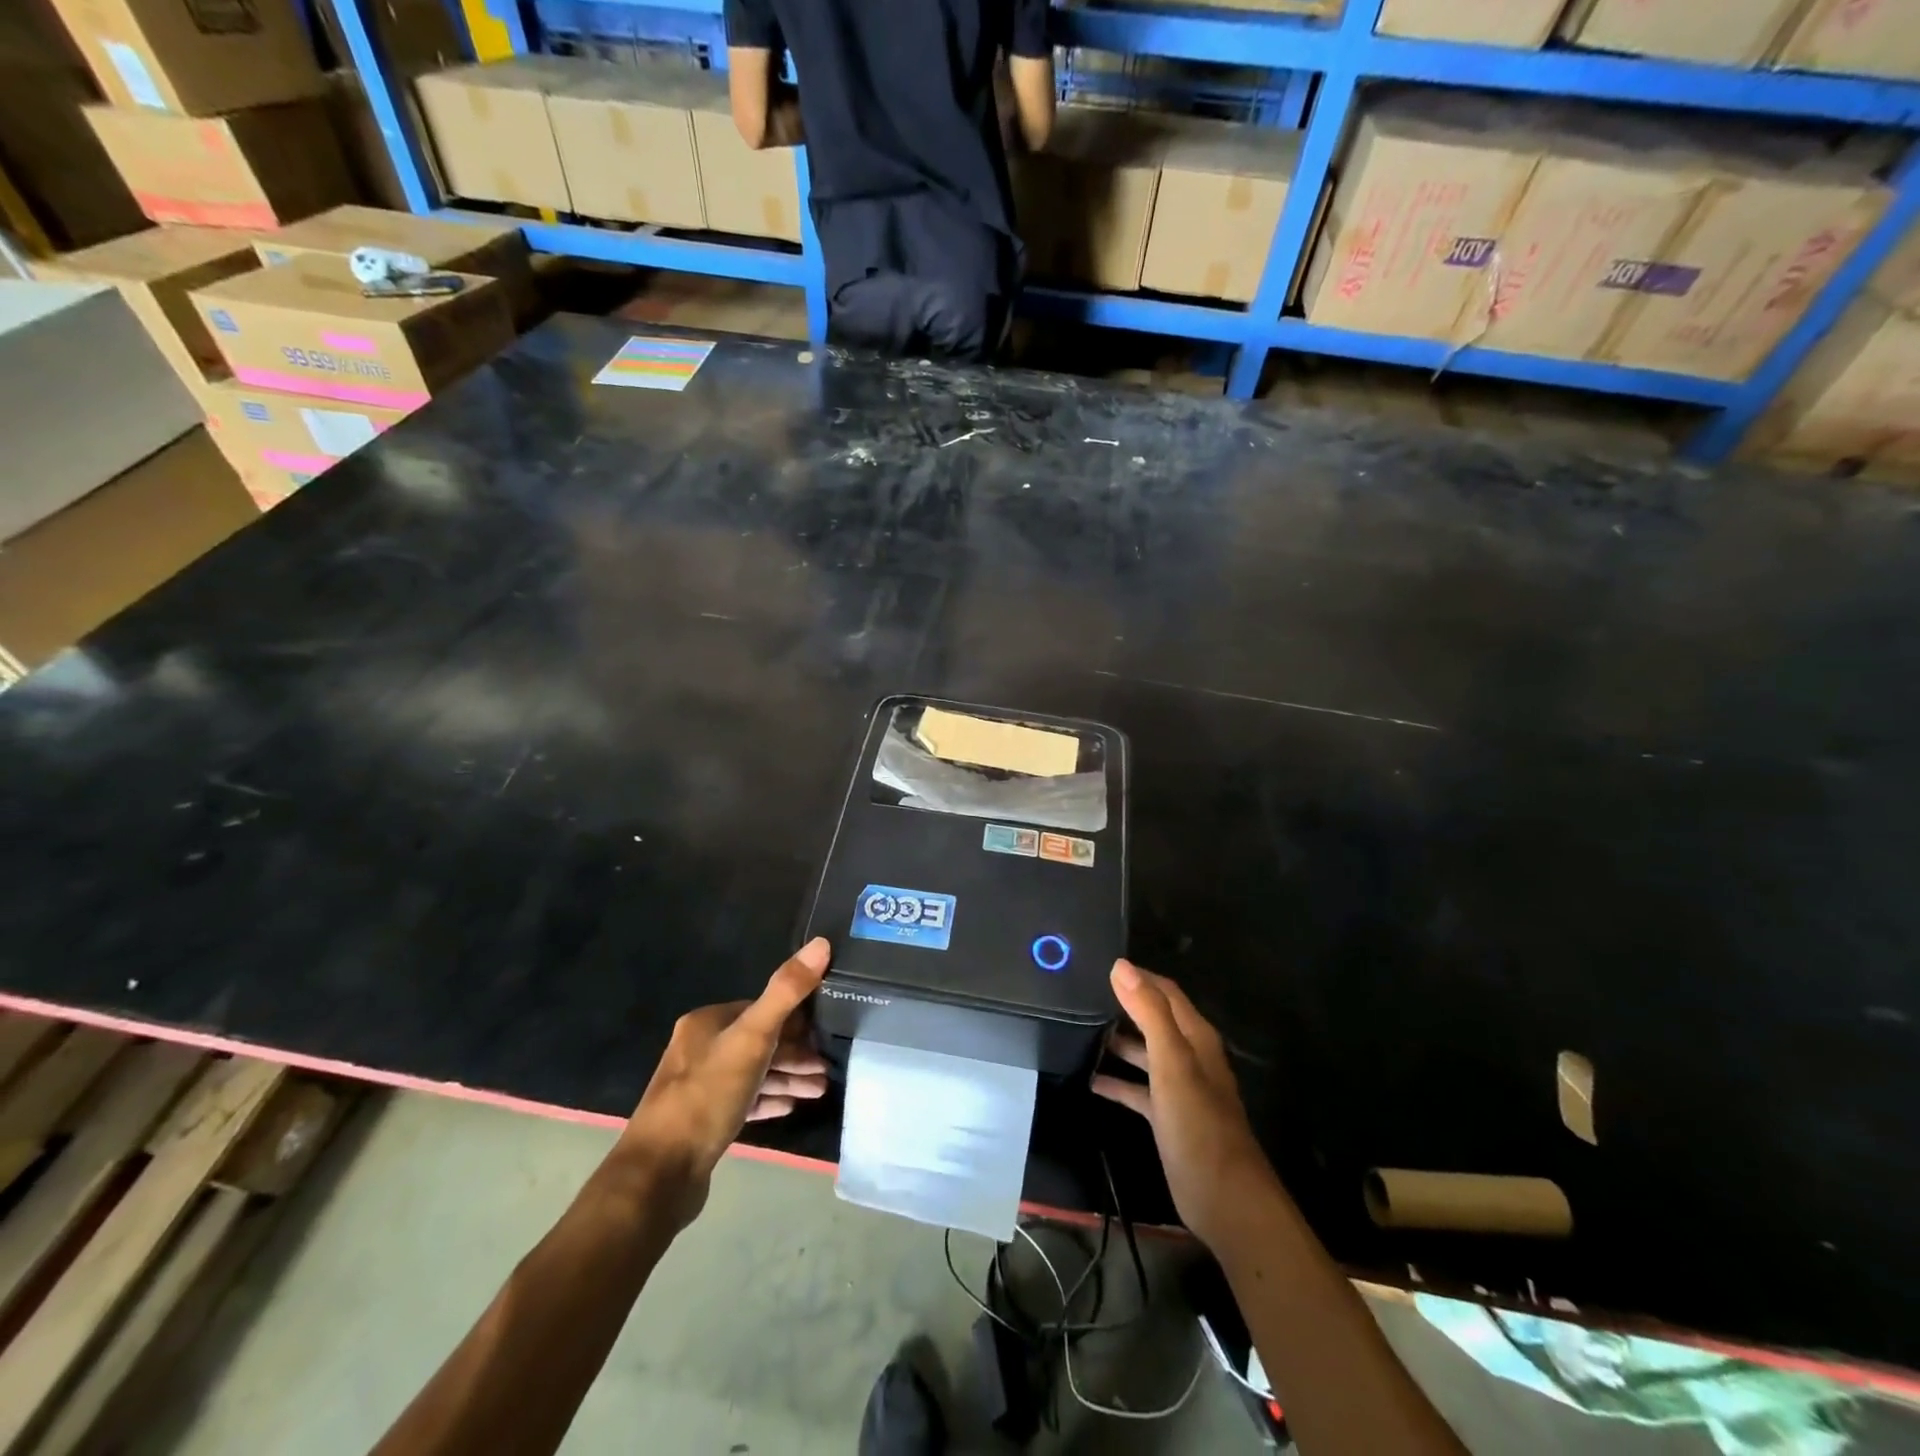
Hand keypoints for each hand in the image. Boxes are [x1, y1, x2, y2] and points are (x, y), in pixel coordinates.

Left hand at [619, 938, 830, 1226]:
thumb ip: (786, 992)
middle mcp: (700, 1049)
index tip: (826, 1032)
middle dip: (796, 1053)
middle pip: (759, 1042)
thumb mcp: (752, 1038)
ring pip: (754, 1072)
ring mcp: (699, 1087)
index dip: (796, 1019)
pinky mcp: (703, 1121)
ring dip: (787, 1078)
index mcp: (707, 1023)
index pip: (760, 1009)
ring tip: (820, 1089)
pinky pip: (744, 1100)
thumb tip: (821, 943)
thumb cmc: (707, 1096)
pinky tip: (791, 1106)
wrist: (659, 1175)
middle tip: (828, 1068)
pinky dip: (769, 1099)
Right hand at [1092, 959, 1276, 1250]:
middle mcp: (1188, 1056)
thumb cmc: (1199, 1125)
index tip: (1099, 965)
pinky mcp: (1167, 1116)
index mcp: (1195, 1037)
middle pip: (1153, 1019)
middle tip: (1081, 995)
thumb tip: (1121, 966)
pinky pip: (1137, 1089)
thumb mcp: (1172, 1063)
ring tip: (1078, 1031)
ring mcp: (1178, 1087)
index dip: (1137, 976)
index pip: (1165, 991)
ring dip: (1117, 1041)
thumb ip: (1149, 1013)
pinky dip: (1117, 1081)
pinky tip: (1091, 1081)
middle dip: (1123, 1005)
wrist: (1225, 1200)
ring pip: (1144, 1052)